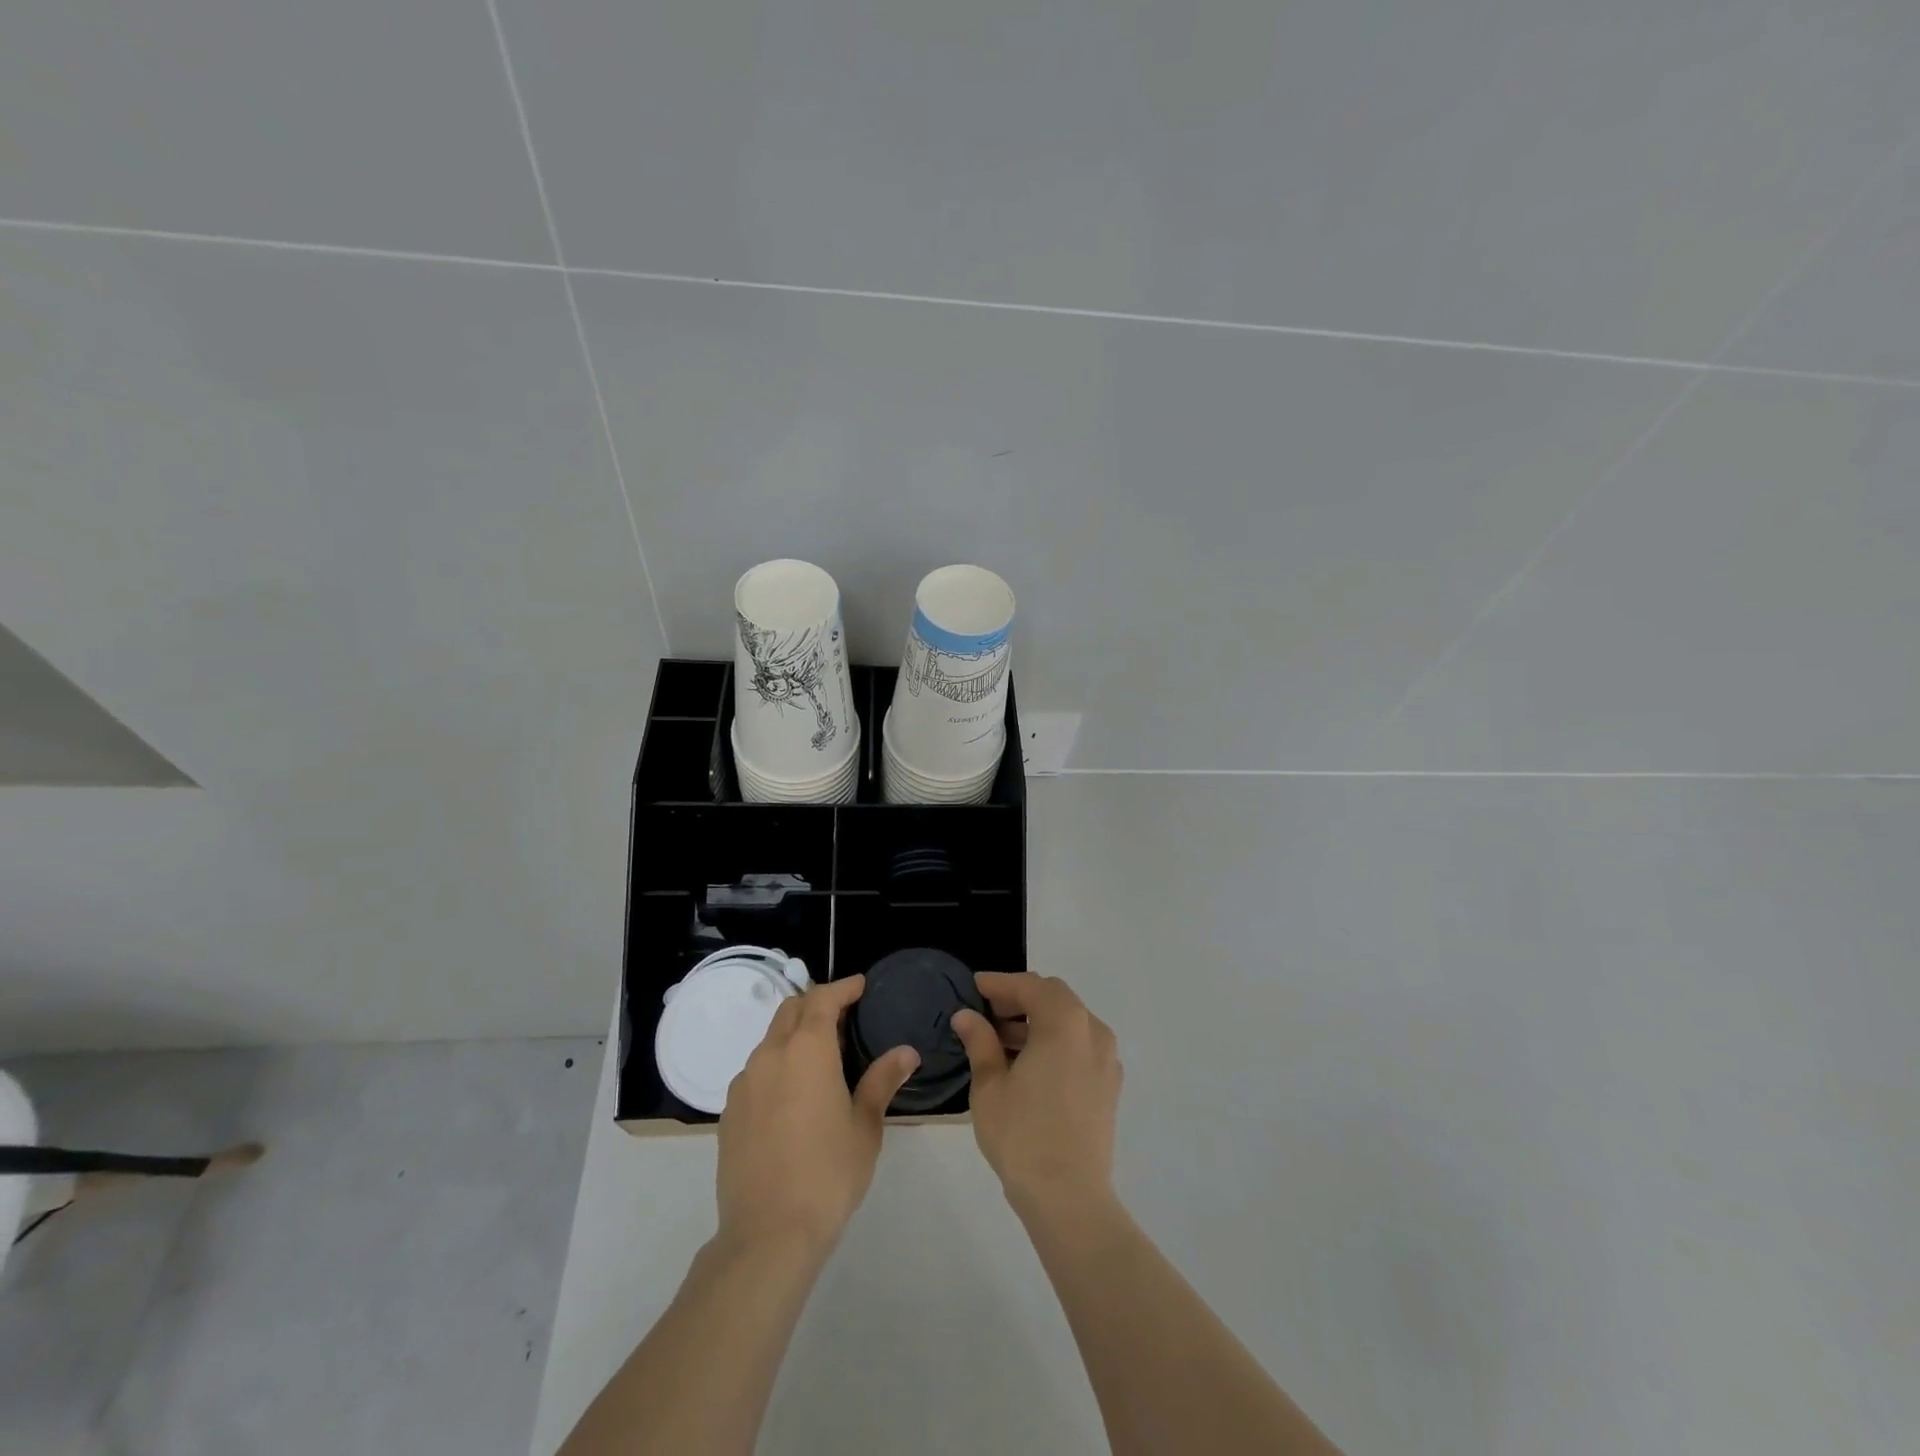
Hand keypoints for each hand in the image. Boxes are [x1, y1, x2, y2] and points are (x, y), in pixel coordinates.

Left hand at [716, 974, 919, 1255]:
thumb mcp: (865, 1126)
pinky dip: (777, 1065)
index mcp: (807, 1049)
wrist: (767, 1235)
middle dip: (816, 1003)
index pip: (823, 999)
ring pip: (770, 1039)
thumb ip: (882, 1080)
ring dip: (794, 1034)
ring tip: (820, 1055)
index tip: (860, 986)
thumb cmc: (828, 1173)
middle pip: (791, 1010)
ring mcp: (744, 1083)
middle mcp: (770, 1055)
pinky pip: (755, 1071)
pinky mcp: (729, 1112)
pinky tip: (792, 1094)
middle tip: (843, 1015)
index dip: (843, 987)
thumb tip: (906, 1052)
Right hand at [951, 973, 1122, 1218]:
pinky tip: (1029, 1065)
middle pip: (1054, 998)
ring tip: (1000, 1042)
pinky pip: (1080, 1046)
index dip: (1000, 983)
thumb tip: (966, 1016)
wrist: (1069, 1198)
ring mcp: (1106, 1059)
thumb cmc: (1023, 1135)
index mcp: (1064, 1022)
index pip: (1030, 986)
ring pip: (1069, 1022)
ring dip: (1036, 1023)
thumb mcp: (990, 1085)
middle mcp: (1092, 1031)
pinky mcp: (1109, 1085)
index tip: (975, 986)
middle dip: (1019, 999)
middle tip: (986, 1012)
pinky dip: (1054, 1043)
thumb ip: (979, 1042)